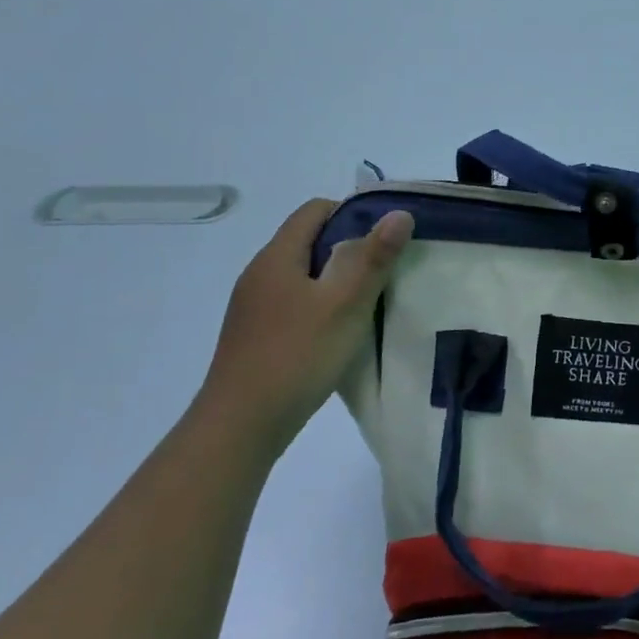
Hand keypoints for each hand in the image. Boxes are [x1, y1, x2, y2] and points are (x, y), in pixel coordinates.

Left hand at [199, 198, 413, 457]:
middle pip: (309, 241)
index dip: (353, 214)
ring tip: (368, 303)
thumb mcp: (346, 303)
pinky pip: (294, 303)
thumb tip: (398, 213)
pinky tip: (339, 333)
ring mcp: (254, 307)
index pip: (315, 210)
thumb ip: (373, 257)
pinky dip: (320, 306)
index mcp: (277, 257)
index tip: (385, 238)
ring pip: (303, 275)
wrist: (239, 427)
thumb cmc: (296, 356)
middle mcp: (260, 274)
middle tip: (386, 271)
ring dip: (336, 281)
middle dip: (350, 249)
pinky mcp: (255, 336)